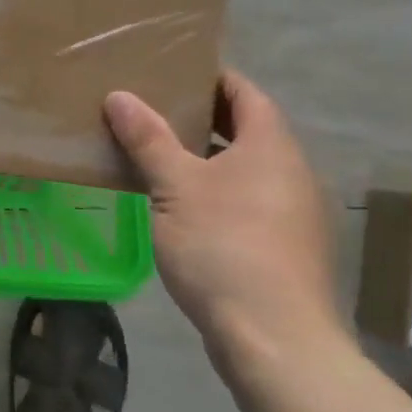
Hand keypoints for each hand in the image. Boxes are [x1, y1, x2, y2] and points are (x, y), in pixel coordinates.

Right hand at [105, 70, 340, 370]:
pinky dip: (215, 192)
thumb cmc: (224, 246)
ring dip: (206, 158)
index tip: (171, 72)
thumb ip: (149, 139)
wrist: (275, 339)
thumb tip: (119, 95)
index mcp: (270, 145)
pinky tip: (179, 207)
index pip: (244, 92)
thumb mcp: (175, 186)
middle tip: (152, 110)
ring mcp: (292, 213)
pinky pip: (246, 201)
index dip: (210, 77)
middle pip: (246, 129)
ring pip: (244, 169)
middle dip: (201, 118)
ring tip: (157, 155)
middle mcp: (290, 171)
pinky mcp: (284, 248)